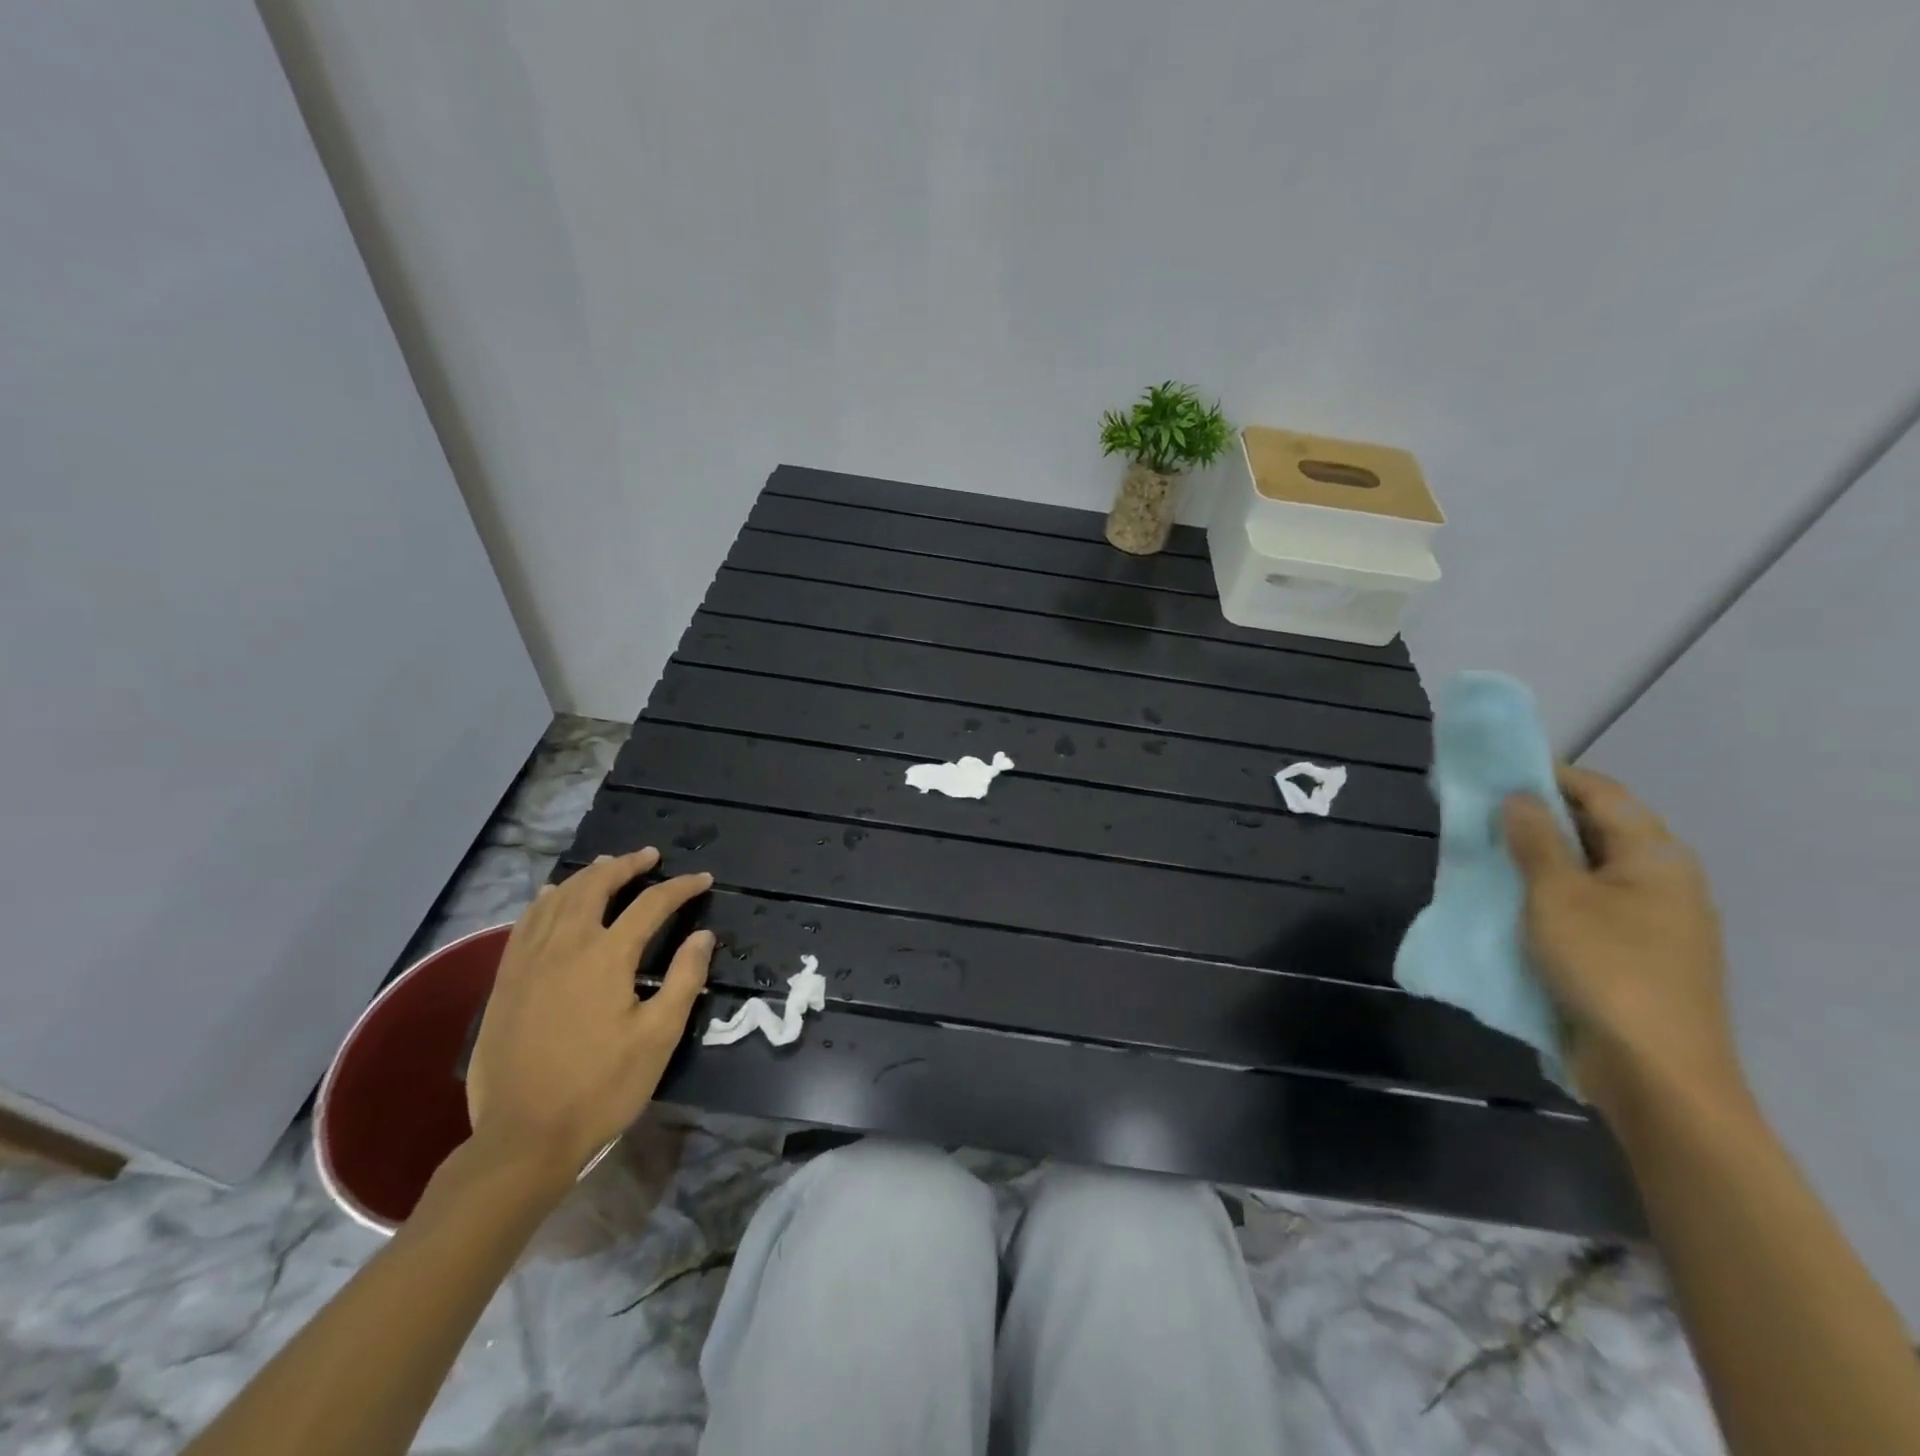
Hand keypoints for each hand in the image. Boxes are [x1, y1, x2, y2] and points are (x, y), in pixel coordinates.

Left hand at [465, 850, 713, 1184]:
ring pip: (558, 898)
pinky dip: (545, 900)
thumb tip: (703, 935)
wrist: (524, 1137)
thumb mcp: (658, 1037)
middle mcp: (565, 946)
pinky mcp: (506, 981)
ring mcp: (529, 961)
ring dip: (587, 875)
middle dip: (627, 866)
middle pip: (596, 886)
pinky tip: (552, 896)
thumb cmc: (601, 1087)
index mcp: (607, 957)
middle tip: (650, 856)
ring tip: (608, 865)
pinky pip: (526, 923)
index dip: (681, 888)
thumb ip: (683, 978)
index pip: (651, 904)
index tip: (703, 880)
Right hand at [1503, 766, 1744, 1122]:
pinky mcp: (1633, 952)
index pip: (1601, 793)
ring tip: (1486, 851)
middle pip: (1596, 828)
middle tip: (1480, 812)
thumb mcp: (1557, 896)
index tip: (1495, 772)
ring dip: (1538, 855)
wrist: (1653, 1072)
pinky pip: (1585, 903)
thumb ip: (1536, 841)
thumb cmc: (1605, 968)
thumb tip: (1518, 797)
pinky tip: (1511, 899)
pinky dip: (1547, 891)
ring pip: (1587, 868)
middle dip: (1538, 816)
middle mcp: (1661, 880)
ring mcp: (1651, 920)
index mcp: (1655, 857)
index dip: (1549, 776)